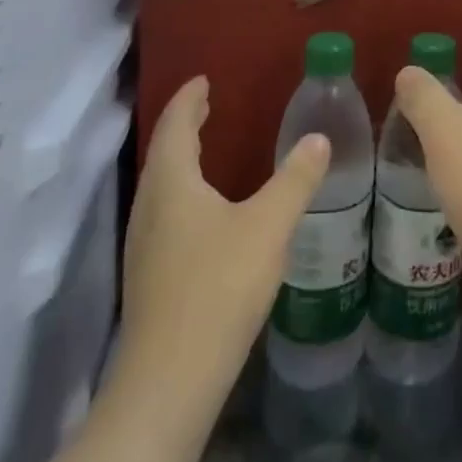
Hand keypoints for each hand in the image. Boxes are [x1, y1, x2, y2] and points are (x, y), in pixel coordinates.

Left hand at [117, 77, 330, 403]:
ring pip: (161, 186)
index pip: (176, 126)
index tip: (203, 81)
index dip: (189, 100)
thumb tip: (318, 138)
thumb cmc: (218, 287)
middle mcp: (150, 207)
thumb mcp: (269, 225)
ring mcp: (144, 245)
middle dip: (184, 126)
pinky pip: (163, 213)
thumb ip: (296, 179)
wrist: (170, 380)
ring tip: (205, 150)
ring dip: (181, 160)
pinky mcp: (149, 276)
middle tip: (206, 106)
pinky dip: (182, 192)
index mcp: (172, 183)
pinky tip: (203, 212)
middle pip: (164, 153)